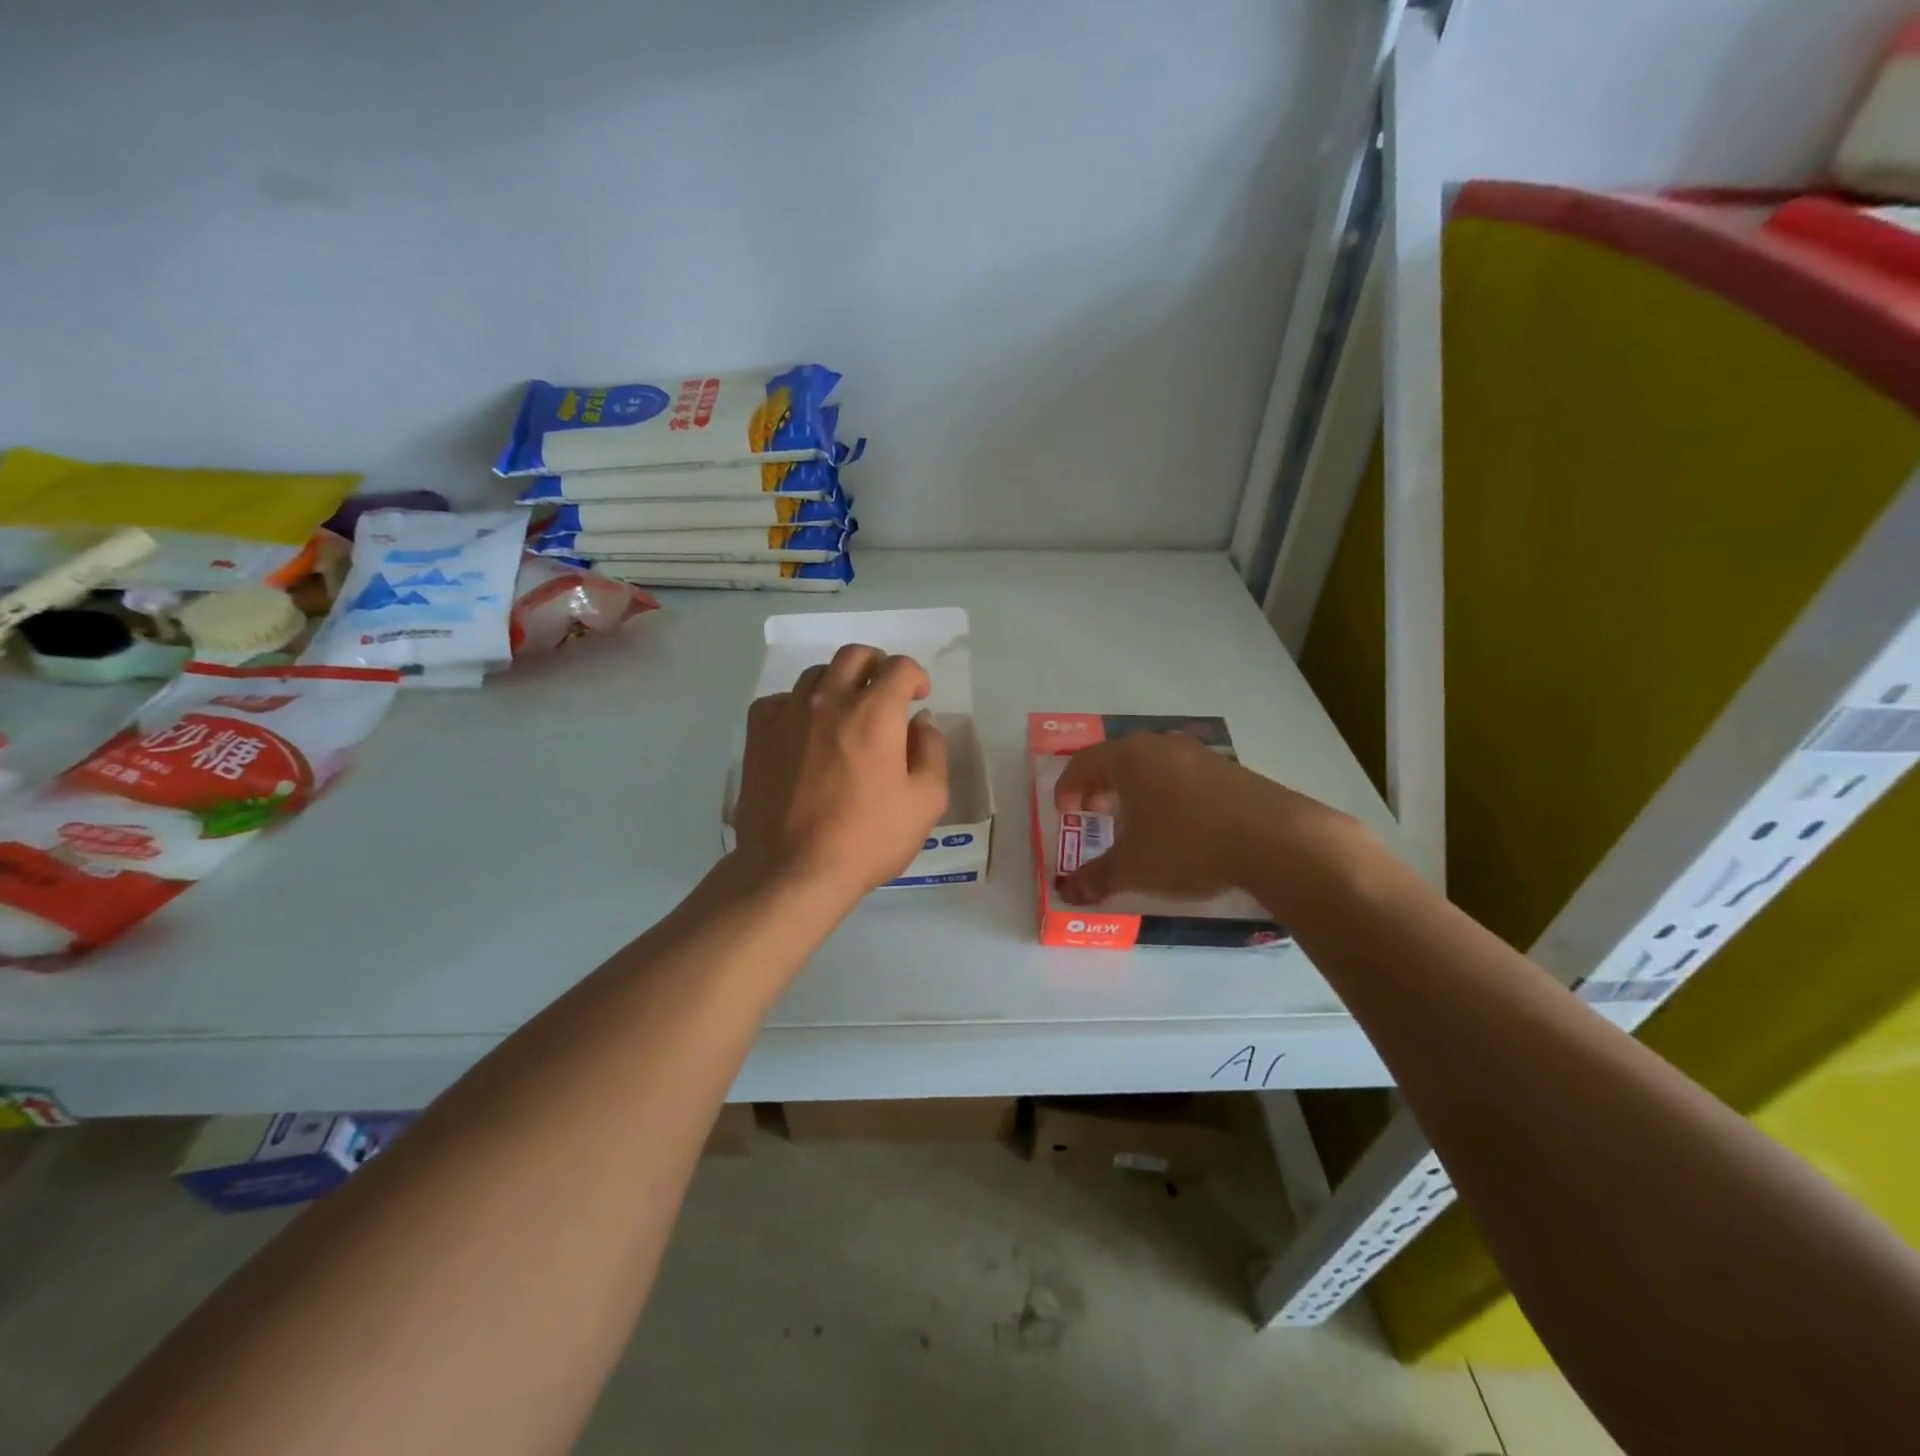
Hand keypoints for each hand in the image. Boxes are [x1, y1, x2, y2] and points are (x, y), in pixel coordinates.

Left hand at [732, 644, 948, 904]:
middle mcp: (830, 700)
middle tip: (885, 694)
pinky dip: (796, 705)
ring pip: (816, 674)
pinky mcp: (759, 735)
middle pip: (855, 655)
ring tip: (845, 714)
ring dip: (839, 684)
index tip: (918, 698)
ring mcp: (789, 714)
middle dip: (877, 667)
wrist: (793, 869)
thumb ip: (931, 751)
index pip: (899, 667)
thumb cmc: (868, 838)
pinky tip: (803, 730)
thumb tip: (920, 722)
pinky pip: (778, 700)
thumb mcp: (926, 802)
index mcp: (875, 712)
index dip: (915, 676)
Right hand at [1053, 732, 1347, 905]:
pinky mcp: (1230, 772)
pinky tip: (1178, 826)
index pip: (1084, 764)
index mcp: (1130, 758)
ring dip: (1136, 792)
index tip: (1065, 813)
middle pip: (1118, 760)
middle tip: (1094, 814)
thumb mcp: (1134, 867)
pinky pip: (1183, 777)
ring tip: (1136, 823)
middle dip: (1100, 787)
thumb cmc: (1187, 844)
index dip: (1068, 788)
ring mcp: (1200, 756)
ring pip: (1153, 767)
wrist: (1276, 839)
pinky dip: (1167, 796)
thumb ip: (1096, 878)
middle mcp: (1161, 747)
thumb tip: (1068, 893)